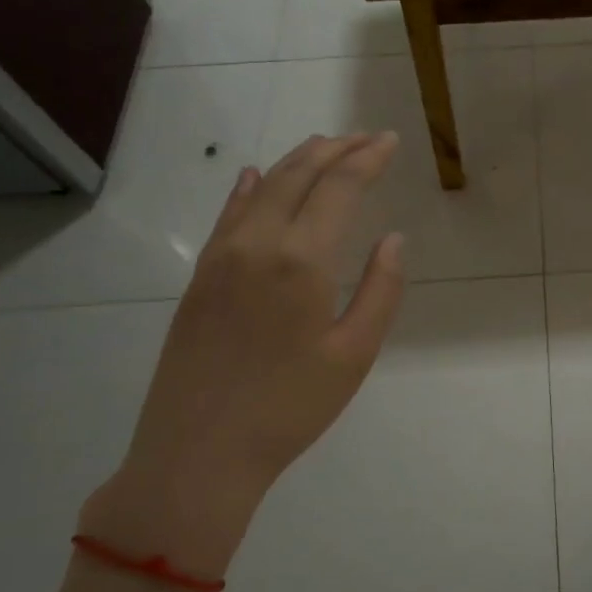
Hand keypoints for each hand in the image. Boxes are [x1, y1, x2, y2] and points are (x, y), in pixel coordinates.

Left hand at [80, 133, 406, 576]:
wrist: (198, 453)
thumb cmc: (290, 407)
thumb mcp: (354, 354)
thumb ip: (380, 289)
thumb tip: (393, 238)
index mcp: (302, 259)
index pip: (340, 187)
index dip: (368, 158)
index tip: (390, 141)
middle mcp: (258, 243)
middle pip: (299, 175)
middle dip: (336, 149)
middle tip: (366, 137)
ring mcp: (221, 257)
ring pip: (262, 188)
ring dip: (296, 161)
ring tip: (324, 145)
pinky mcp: (199, 277)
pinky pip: (228, 215)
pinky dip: (248, 188)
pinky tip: (255, 177)